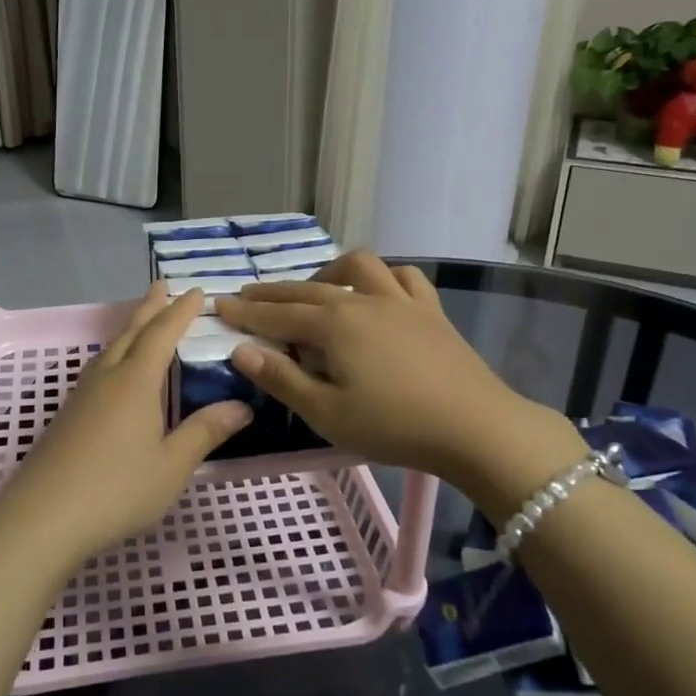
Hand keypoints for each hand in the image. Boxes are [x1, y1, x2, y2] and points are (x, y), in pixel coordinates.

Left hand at [0, 282, 250, 564]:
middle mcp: (108, 378)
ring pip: (110, 348)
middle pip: (131, 332)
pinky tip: (114, 371)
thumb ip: (205, 432)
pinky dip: (115, 353)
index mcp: (136, 382)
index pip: (162, 334)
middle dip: (150, 307)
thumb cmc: (116, 489)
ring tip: (142, 321)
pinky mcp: (67, 414)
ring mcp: (82, 395)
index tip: (196, 291)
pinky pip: (98, 368)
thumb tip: (242, 406)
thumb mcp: (171, 465)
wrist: (43, 516)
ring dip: (130, 329)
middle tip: (162, 284)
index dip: (180, 311)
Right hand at [216, 253, 585, 509]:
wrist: (477, 428)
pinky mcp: (431, 312)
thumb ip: (281, 379)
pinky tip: (377, 290)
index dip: (245, 312)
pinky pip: (405, 278)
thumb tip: (241, 350)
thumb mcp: (327, 413)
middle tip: (247, 296)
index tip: (219, 306)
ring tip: (314, 288)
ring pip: (357, 267)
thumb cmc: (394, 425)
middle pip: (307, 289)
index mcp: (333, 324)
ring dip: (328, 271)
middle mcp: (362, 300)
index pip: (277, 315)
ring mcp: (400, 301)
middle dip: (273, 293)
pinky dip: (384, 277)